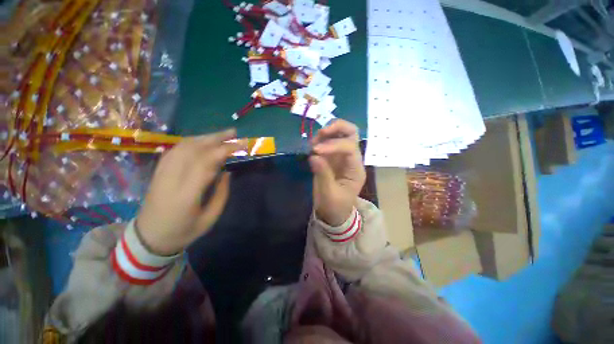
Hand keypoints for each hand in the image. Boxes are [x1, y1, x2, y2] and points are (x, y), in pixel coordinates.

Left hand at [136, 129, 245, 254]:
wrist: (149, 237)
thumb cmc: (183, 231)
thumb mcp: (210, 218)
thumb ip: (221, 193)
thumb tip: (227, 171)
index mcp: (187, 194)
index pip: (206, 163)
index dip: (224, 150)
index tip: (241, 145)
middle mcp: (172, 179)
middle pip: (194, 150)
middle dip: (216, 138)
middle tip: (234, 133)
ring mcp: (162, 173)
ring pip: (183, 146)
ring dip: (205, 137)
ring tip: (222, 135)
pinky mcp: (158, 171)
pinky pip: (175, 150)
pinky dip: (191, 142)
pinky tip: (202, 141)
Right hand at [310, 120, 365, 225]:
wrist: (333, 213)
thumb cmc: (334, 206)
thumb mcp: (329, 194)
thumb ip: (323, 174)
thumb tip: (314, 155)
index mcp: (356, 170)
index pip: (349, 148)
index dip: (333, 145)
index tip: (315, 150)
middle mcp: (351, 159)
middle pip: (351, 133)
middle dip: (337, 127)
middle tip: (320, 133)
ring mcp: (342, 156)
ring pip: (340, 133)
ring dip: (327, 133)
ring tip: (313, 143)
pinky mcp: (332, 158)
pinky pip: (328, 141)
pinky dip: (320, 140)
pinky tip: (312, 147)